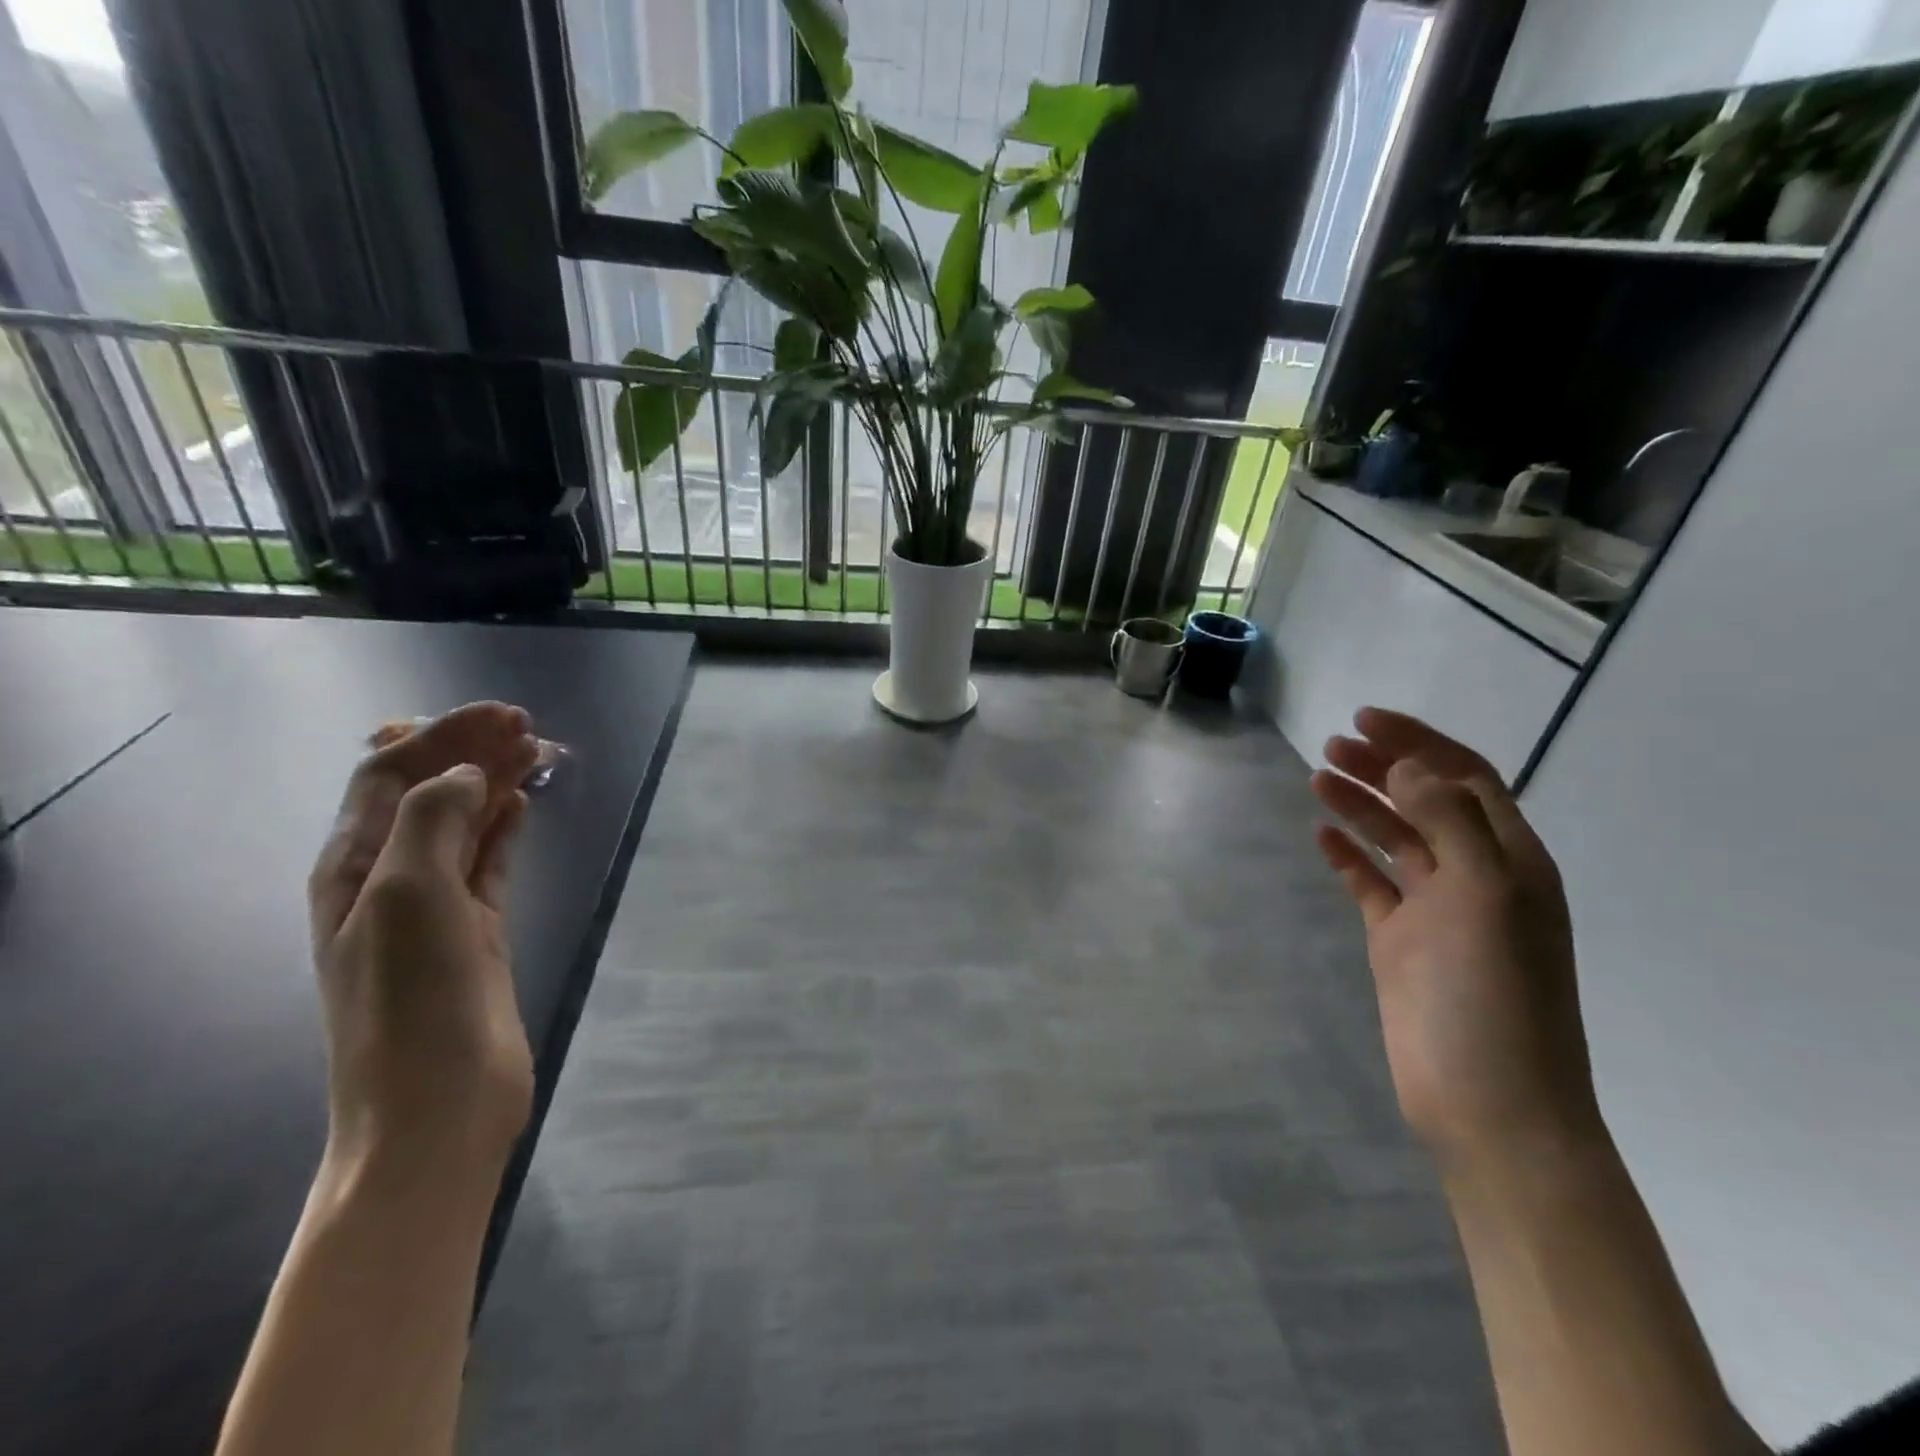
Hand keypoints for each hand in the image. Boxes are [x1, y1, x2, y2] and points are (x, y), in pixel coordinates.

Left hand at [308, 703, 541, 1172]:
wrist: (439, 1106)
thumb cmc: (413, 1000)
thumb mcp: (407, 896)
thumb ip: (433, 821)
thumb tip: (468, 777)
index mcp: (354, 867)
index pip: (389, 776)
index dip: (440, 737)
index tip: (500, 717)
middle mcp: (389, 879)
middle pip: (429, 794)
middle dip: (471, 752)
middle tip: (528, 727)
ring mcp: (436, 908)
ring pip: (465, 824)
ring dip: (494, 784)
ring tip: (538, 753)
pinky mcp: (479, 932)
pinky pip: (490, 862)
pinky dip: (506, 829)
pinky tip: (526, 807)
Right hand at [1310, 708, 1602, 1167]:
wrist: (1487, 1103)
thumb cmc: (1494, 995)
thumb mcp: (1484, 895)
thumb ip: (1450, 823)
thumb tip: (1409, 766)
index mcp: (1510, 859)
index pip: (1465, 778)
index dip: (1418, 744)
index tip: (1364, 720)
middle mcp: (1475, 876)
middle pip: (1425, 801)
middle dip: (1383, 767)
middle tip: (1331, 746)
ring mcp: (1435, 910)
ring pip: (1395, 839)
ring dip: (1360, 805)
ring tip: (1317, 779)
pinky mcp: (1401, 941)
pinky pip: (1371, 884)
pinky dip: (1348, 856)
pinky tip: (1322, 837)